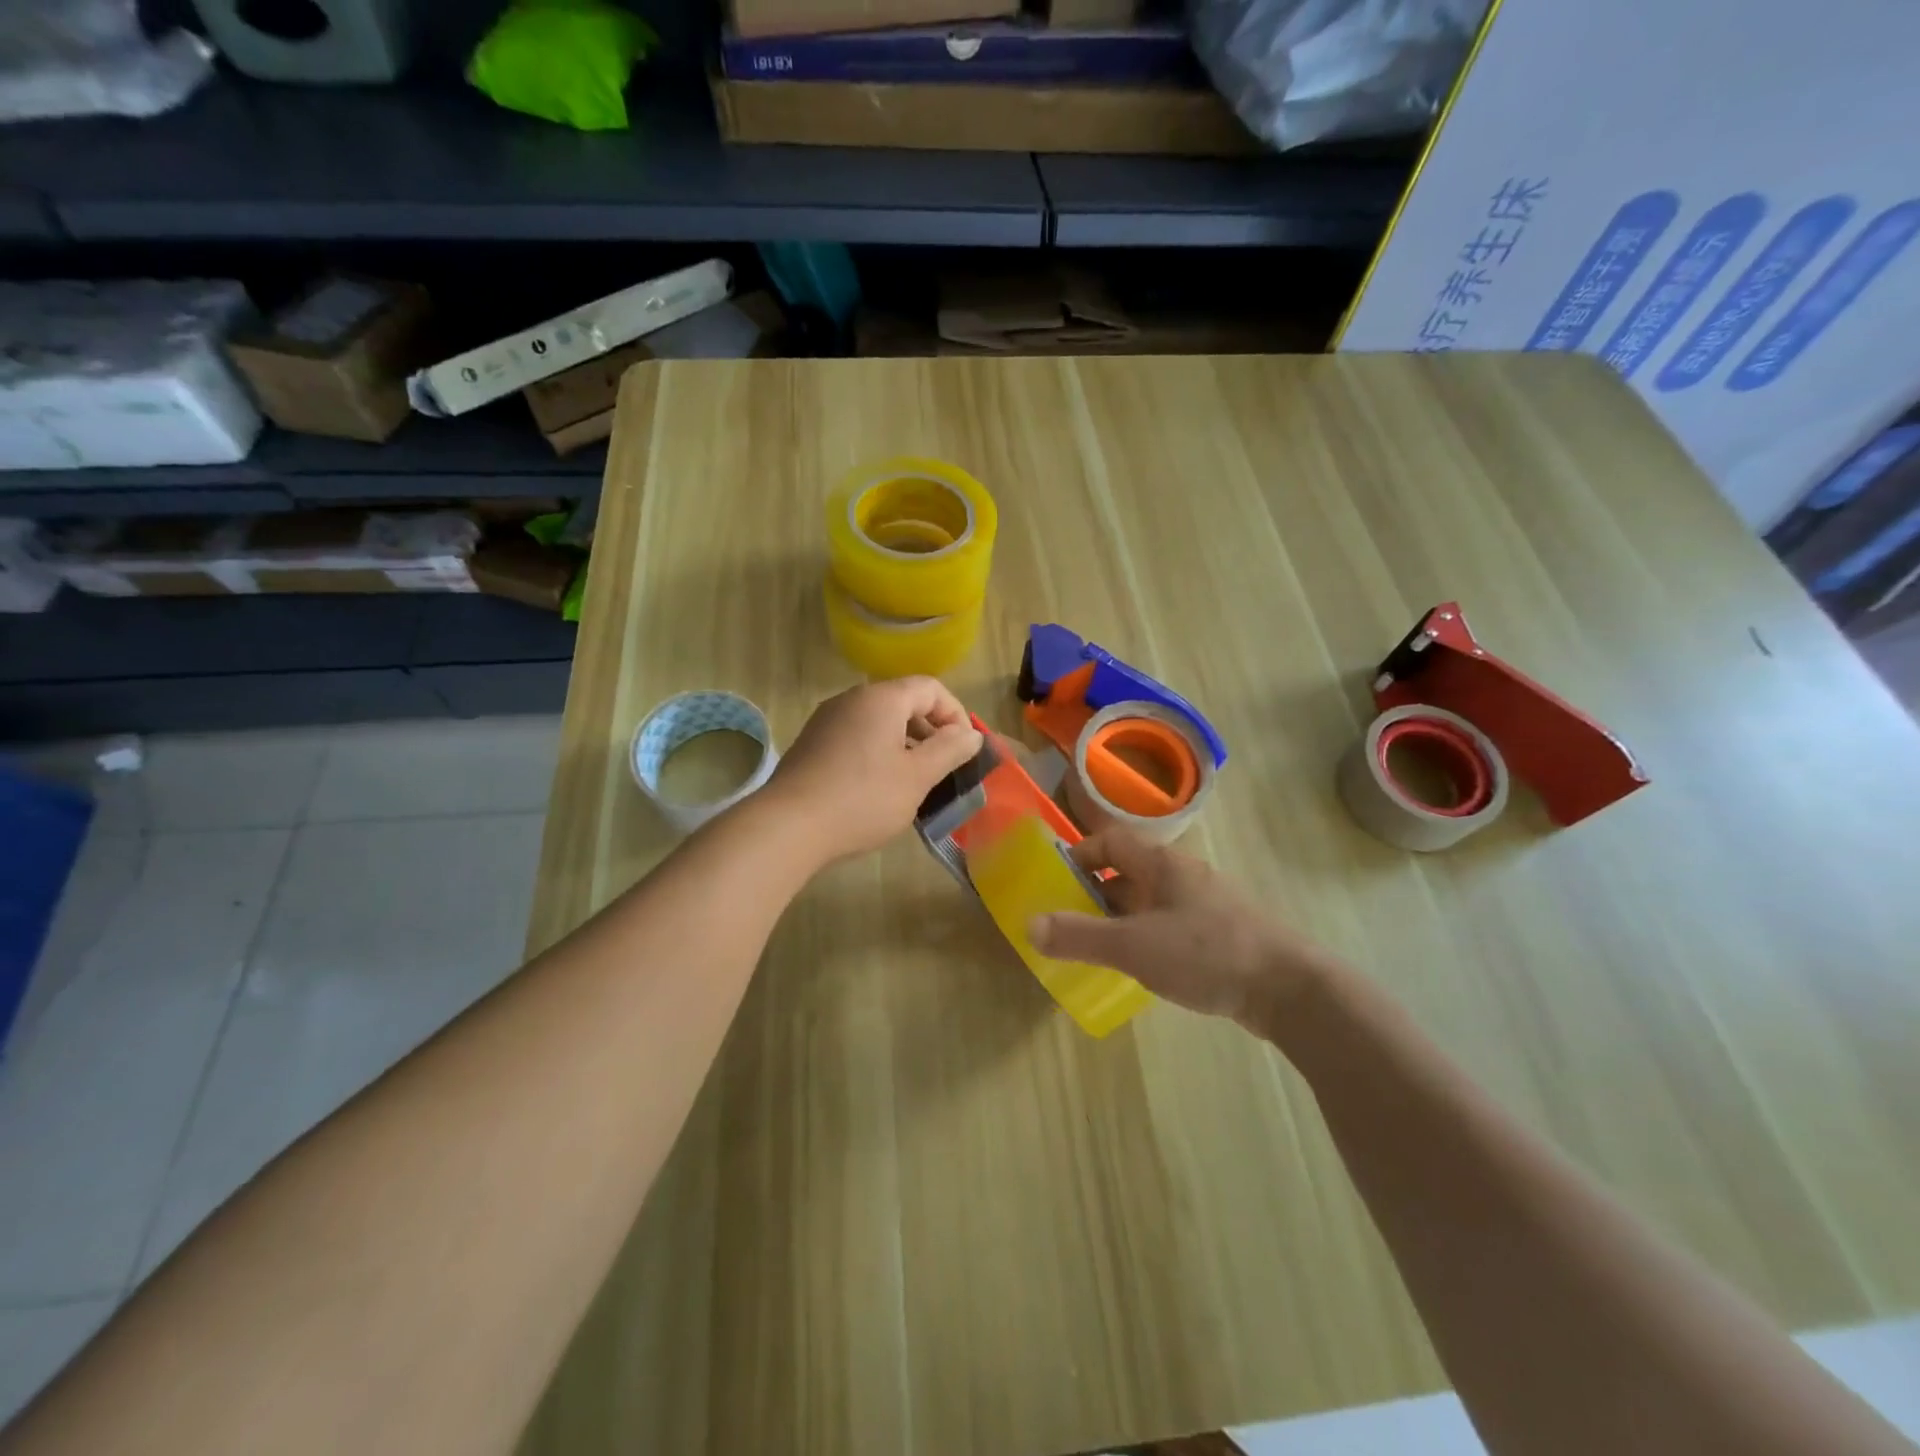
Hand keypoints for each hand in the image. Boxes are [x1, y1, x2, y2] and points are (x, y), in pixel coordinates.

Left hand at [762, 677, 982, 865]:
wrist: (788, 826)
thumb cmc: (862, 798)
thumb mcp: (917, 777)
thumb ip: (949, 750)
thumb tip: (971, 734)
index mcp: (881, 698)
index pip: (931, 688)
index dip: (955, 714)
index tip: (963, 750)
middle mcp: (852, 699)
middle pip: (903, 702)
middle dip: (930, 731)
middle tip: (942, 768)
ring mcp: (827, 720)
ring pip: (878, 722)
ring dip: (904, 745)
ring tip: (913, 782)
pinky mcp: (811, 744)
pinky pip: (856, 737)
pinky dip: (877, 753)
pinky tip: (877, 789)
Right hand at [1028, 827, 1340, 1031]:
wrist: (1289, 989)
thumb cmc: (1206, 953)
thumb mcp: (1134, 946)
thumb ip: (1080, 936)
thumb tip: (1029, 925)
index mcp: (1162, 864)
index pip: (1110, 842)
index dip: (1079, 856)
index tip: (1055, 882)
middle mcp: (1183, 875)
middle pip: (1128, 873)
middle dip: (1094, 893)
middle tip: (1067, 922)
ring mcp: (1205, 904)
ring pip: (1149, 902)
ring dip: (1120, 919)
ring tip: (1097, 948)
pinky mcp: (1220, 934)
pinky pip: (1170, 925)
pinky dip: (1146, 938)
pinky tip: (1141, 968)